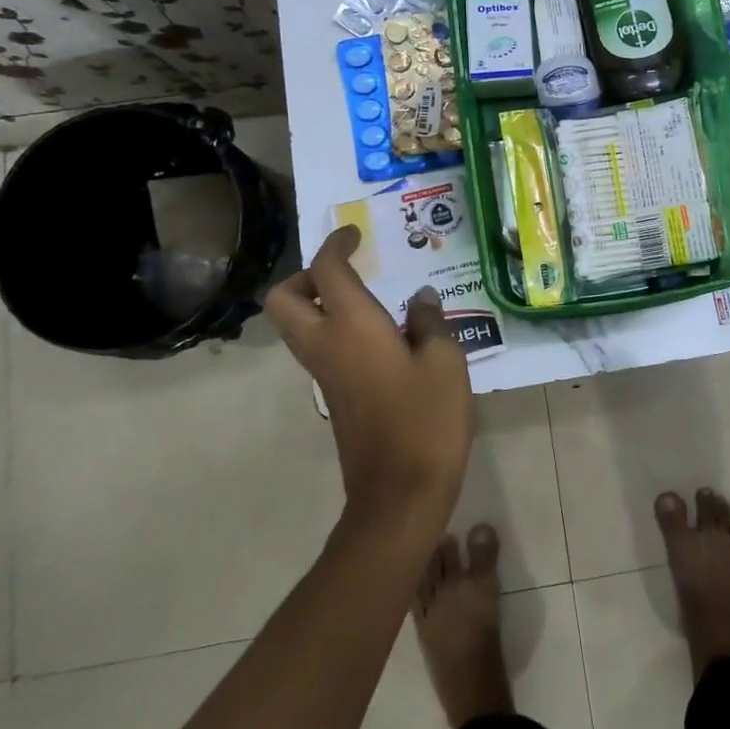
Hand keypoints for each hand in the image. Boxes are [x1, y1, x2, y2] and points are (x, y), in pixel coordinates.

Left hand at [265, 226, 473, 535]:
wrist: (399, 494)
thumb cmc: (426, 420)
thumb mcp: (445, 362)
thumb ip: (430, 323)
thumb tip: (420, 299)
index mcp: (352, 326)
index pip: (327, 270)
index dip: (336, 244)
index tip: (354, 234)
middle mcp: (326, 345)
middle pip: (285, 299)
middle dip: (306, 276)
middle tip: (348, 273)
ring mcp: (324, 374)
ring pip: (297, 326)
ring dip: (319, 303)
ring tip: (370, 300)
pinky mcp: (333, 397)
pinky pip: (319, 348)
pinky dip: (335, 330)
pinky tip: (382, 338)